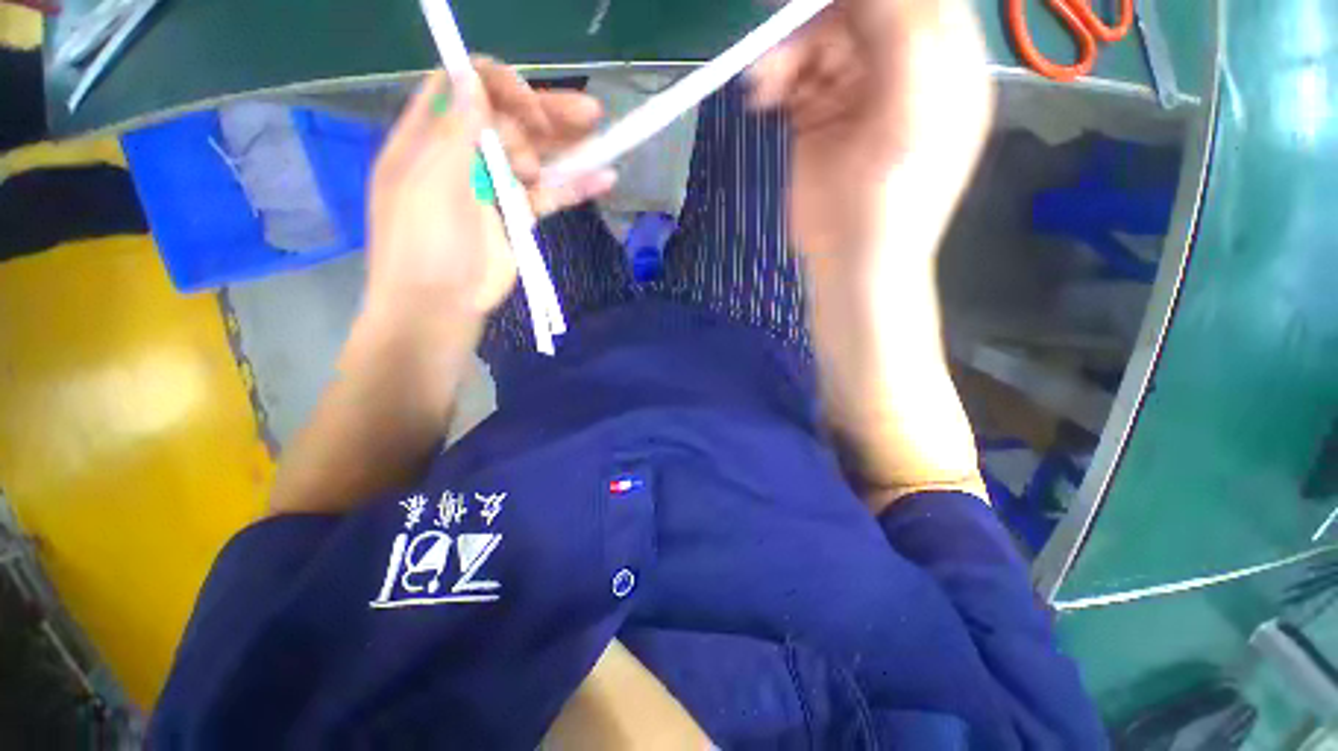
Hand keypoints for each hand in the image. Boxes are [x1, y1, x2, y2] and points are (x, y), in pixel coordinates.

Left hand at [364, 61, 613, 326]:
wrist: (440, 308)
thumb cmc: (424, 247)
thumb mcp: (430, 184)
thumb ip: (453, 132)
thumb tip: (470, 76)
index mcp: (431, 140)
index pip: (463, 88)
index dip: (499, 85)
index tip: (529, 107)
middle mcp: (463, 156)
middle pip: (509, 120)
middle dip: (546, 113)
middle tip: (587, 114)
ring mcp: (494, 188)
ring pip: (534, 155)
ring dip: (568, 145)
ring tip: (601, 135)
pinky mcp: (518, 218)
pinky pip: (550, 195)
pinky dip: (575, 187)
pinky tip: (604, 179)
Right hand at [749, 0, 993, 271]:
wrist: (853, 266)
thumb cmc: (890, 202)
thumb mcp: (912, 112)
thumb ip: (902, 35)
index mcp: (942, 63)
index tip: (819, 9)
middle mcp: (901, 72)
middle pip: (860, 16)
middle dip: (816, 24)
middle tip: (780, 49)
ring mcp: (858, 98)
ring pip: (823, 45)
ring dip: (790, 54)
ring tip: (764, 85)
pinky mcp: (822, 122)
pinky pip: (799, 80)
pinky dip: (778, 80)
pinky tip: (763, 96)